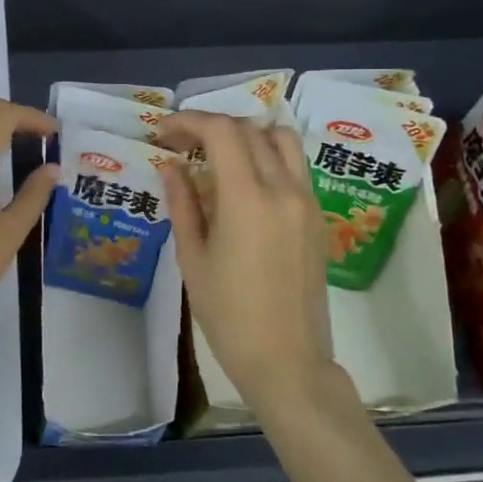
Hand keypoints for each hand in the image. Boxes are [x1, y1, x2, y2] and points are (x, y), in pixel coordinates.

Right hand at [157, 112, 335, 408]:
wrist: (287, 360)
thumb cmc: (228, 315)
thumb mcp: (193, 258)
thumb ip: (182, 203)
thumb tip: (171, 165)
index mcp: (248, 199)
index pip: (221, 132)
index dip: (189, 121)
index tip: (164, 131)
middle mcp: (284, 189)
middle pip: (250, 130)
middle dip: (212, 126)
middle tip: (182, 143)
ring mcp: (308, 202)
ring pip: (282, 140)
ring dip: (247, 135)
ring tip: (218, 155)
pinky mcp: (319, 218)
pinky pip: (295, 167)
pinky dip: (268, 156)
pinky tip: (244, 181)